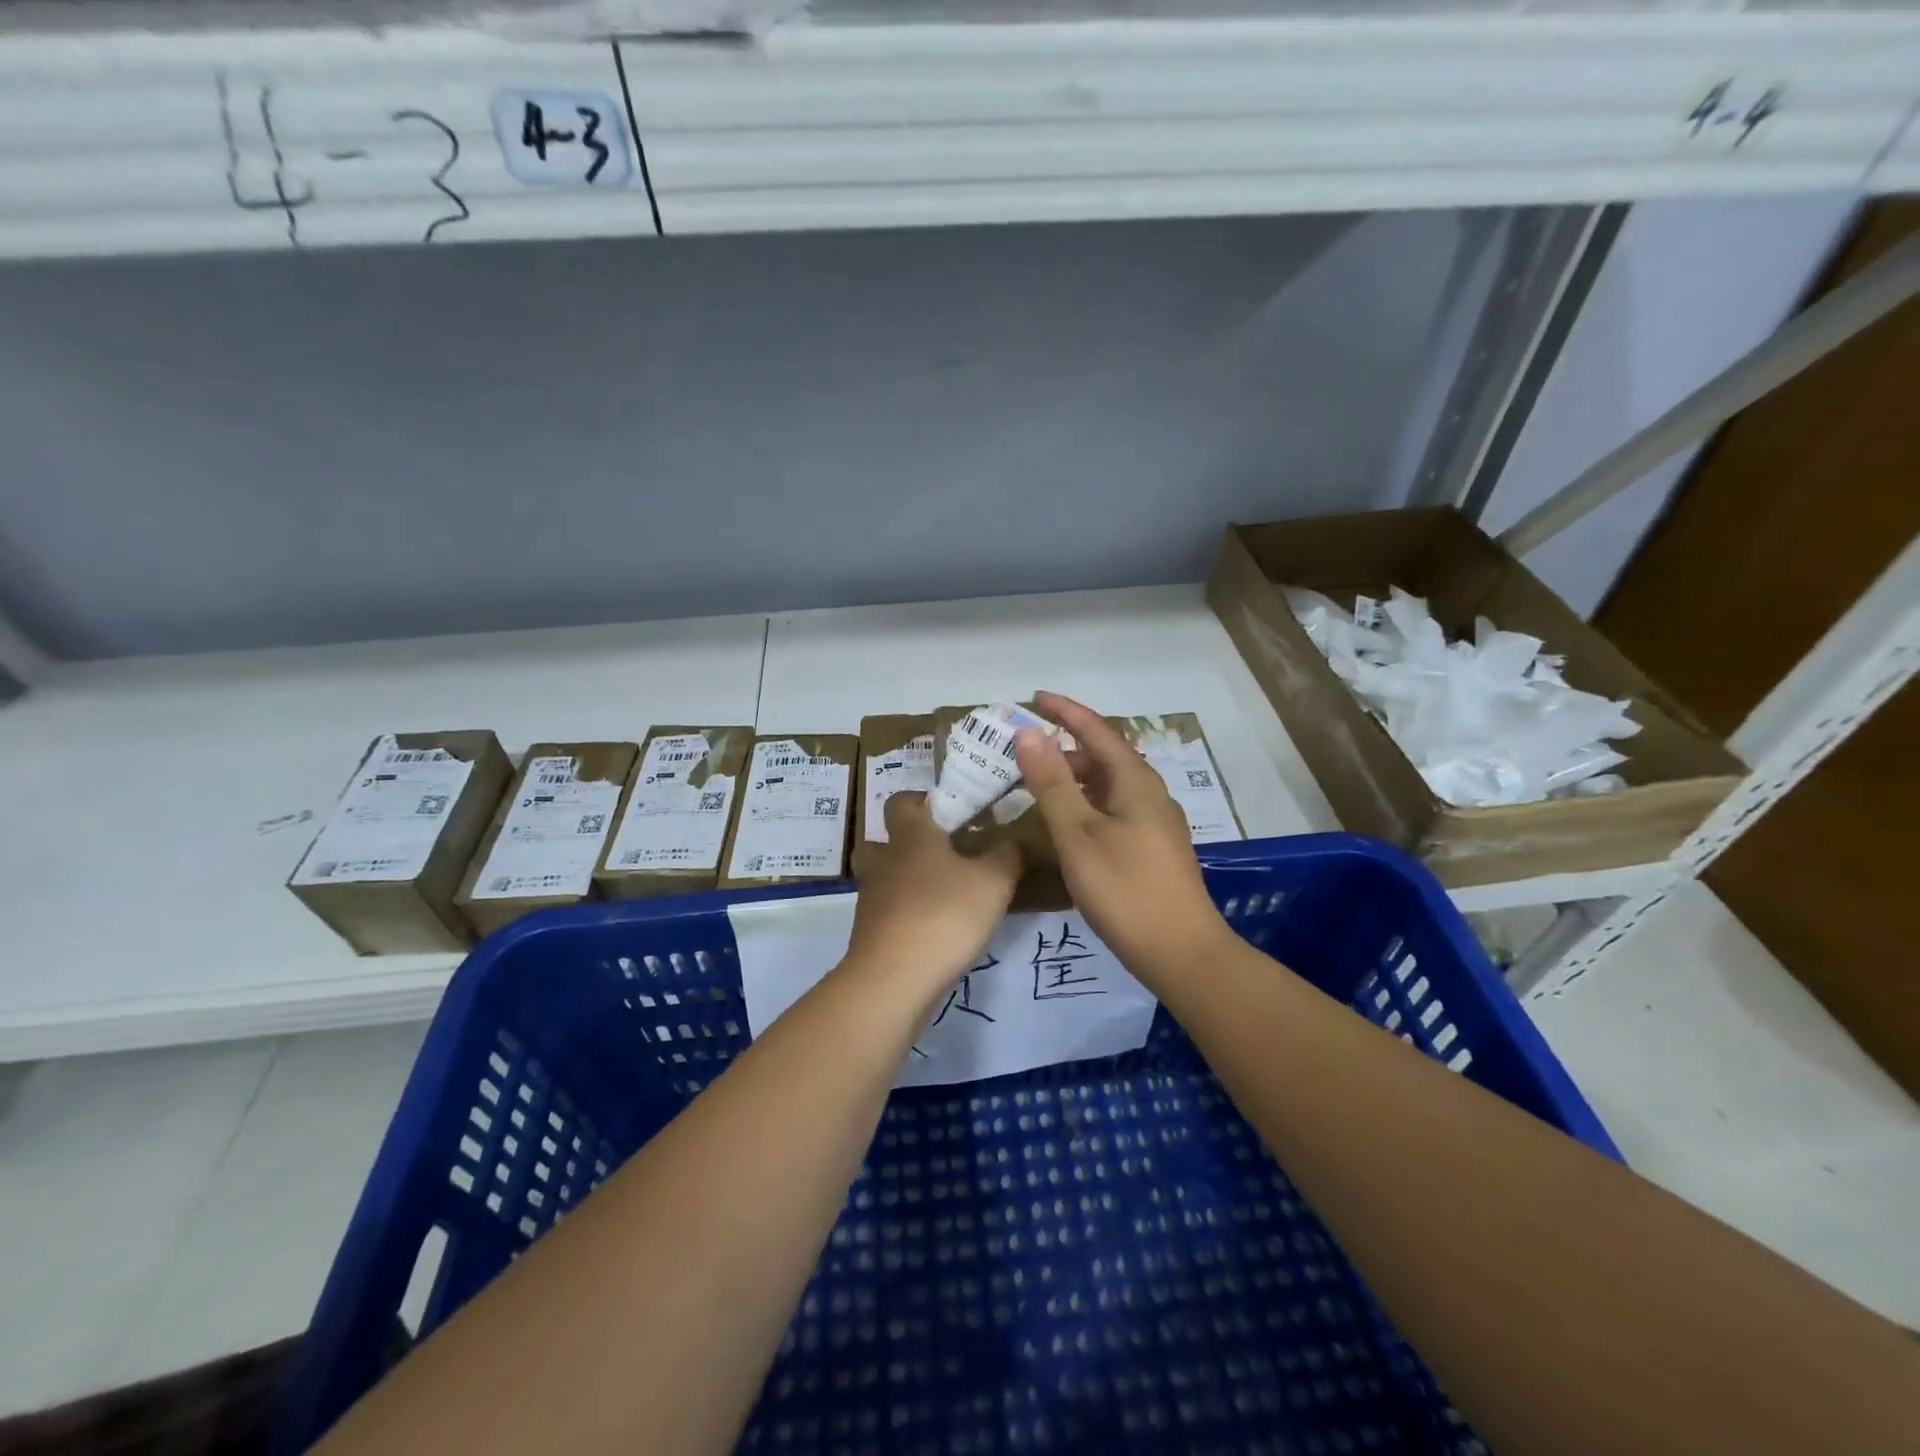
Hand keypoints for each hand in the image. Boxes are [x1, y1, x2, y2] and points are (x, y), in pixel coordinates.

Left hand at [845, 792, 1021, 995]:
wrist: (893, 981)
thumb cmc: (944, 915)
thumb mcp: (994, 882)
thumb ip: (1008, 856)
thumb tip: (1016, 839)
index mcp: (910, 836)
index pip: (901, 801)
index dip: (921, 800)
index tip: (949, 810)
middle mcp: (883, 861)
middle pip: (883, 840)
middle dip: (908, 843)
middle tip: (944, 853)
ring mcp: (871, 900)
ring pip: (884, 878)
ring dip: (906, 881)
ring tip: (944, 894)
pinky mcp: (869, 934)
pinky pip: (887, 913)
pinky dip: (906, 915)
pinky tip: (935, 929)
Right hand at [1015, 691, 1230, 983]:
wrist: (1182, 953)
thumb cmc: (1125, 890)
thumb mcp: (1078, 834)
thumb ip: (1052, 783)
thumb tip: (1029, 733)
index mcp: (1135, 781)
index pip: (1096, 730)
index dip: (1065, 711)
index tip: (1034, 698)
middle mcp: (1150, 793)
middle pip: (1104, 756)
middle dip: (1065, 747)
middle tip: (1024, 753)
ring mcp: (1155, 823)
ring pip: (1109, 786)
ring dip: (1075, 778)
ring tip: (1039, 786)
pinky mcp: (1154, 849)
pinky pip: (1114, 809)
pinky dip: (1086, 804)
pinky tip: (1069, 825)